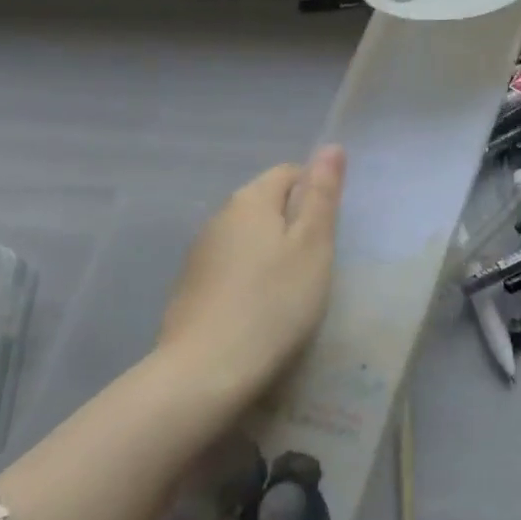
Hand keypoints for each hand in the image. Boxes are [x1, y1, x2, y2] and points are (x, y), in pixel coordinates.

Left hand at [156, 145, 345, 407]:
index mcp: (251, 199)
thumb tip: (331, 146)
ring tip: (290, 290)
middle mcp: (219, 216)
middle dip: (293, 224)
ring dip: (270, 252)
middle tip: (315, 264)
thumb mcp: (313, 246)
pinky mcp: (189, 287)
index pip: (289, 173)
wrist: (204, 373)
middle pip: (266, 203)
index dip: (314, 194)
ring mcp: (199, 253)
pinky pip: (230, 266)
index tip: (328, 233)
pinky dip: (248, 277)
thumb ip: (322, 195)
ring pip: (247, 236)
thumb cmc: (273, 303)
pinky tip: (259, 310)